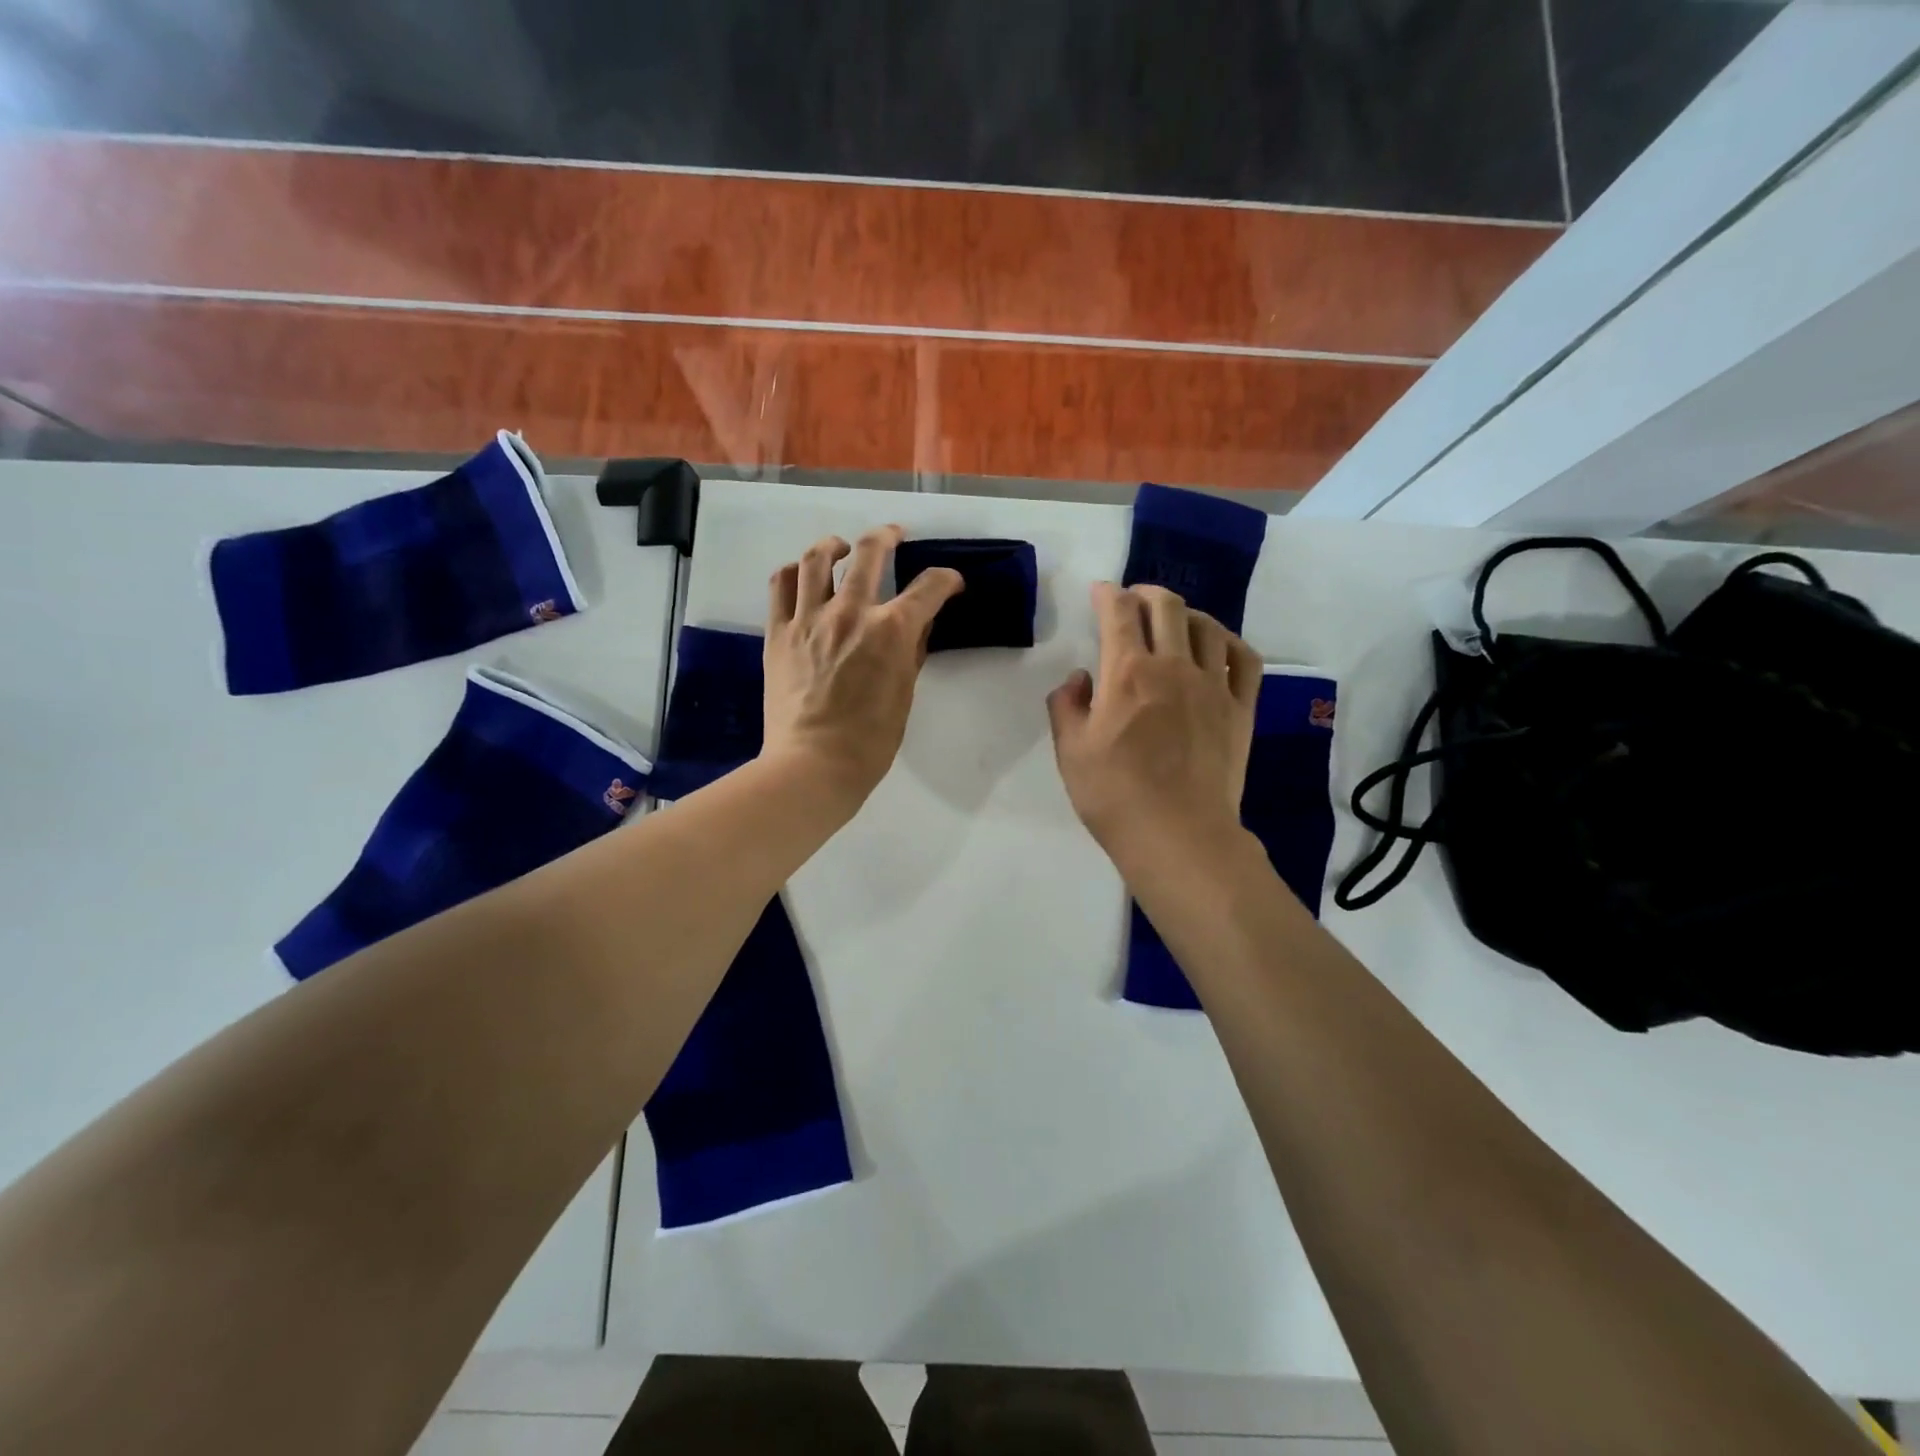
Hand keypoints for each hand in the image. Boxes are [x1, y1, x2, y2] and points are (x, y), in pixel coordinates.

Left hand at [763, 526, 964, 809]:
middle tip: (895, 535)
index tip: (949, 583)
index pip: (929, 587)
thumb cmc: (870, 741)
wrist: (813, 765)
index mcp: (891, 631)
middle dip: (888, 536)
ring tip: (841, 547)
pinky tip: (803, 574)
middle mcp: (851, 612)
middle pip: (871, 552)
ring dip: (834, 544)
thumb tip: (918, 626)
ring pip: (817, 558)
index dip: (946, 580)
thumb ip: (911, 653)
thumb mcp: (905, 695)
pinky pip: (780, 585)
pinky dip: (794, 571)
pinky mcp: (778, 632)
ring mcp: (809, 619)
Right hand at [1046, 582, 1262, 859]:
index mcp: (1127, 674)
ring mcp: (1214, 687)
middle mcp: (1173, 667)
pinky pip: (1244, 659)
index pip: (1119, 613)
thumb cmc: (1115, 796)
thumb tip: (1080, 679)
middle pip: (1167, 607)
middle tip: (1133, 600)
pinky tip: (1218, 646)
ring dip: (1186, 613)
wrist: (1178, 836)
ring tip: (1174, 620)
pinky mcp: (1240, 709)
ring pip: (1207, 627)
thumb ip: (1066, 706)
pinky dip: (1228, 642)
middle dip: (1146, 593)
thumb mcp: (1070, 753)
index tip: (1100, 592)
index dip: (1108, 594)